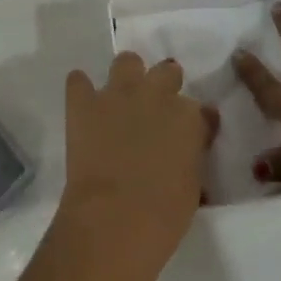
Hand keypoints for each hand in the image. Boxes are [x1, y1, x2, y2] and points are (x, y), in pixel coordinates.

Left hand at [62, 53, 214, 261]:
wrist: (115, 219)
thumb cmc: (164, 215)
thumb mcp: (192, 188)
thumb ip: (191, 158)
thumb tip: (185, 153)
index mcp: (188, 117)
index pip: (201, 109)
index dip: (196, 122)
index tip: (192, 135)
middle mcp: (155, 94)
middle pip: (167, 72)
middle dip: (165, 85)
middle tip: (157, 110)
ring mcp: (118, 94)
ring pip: (127, 61)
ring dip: (127, 76)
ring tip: (122, 99)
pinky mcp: (84, 102)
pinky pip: (78, 81)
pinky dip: (81, 89)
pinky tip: (83, 103)